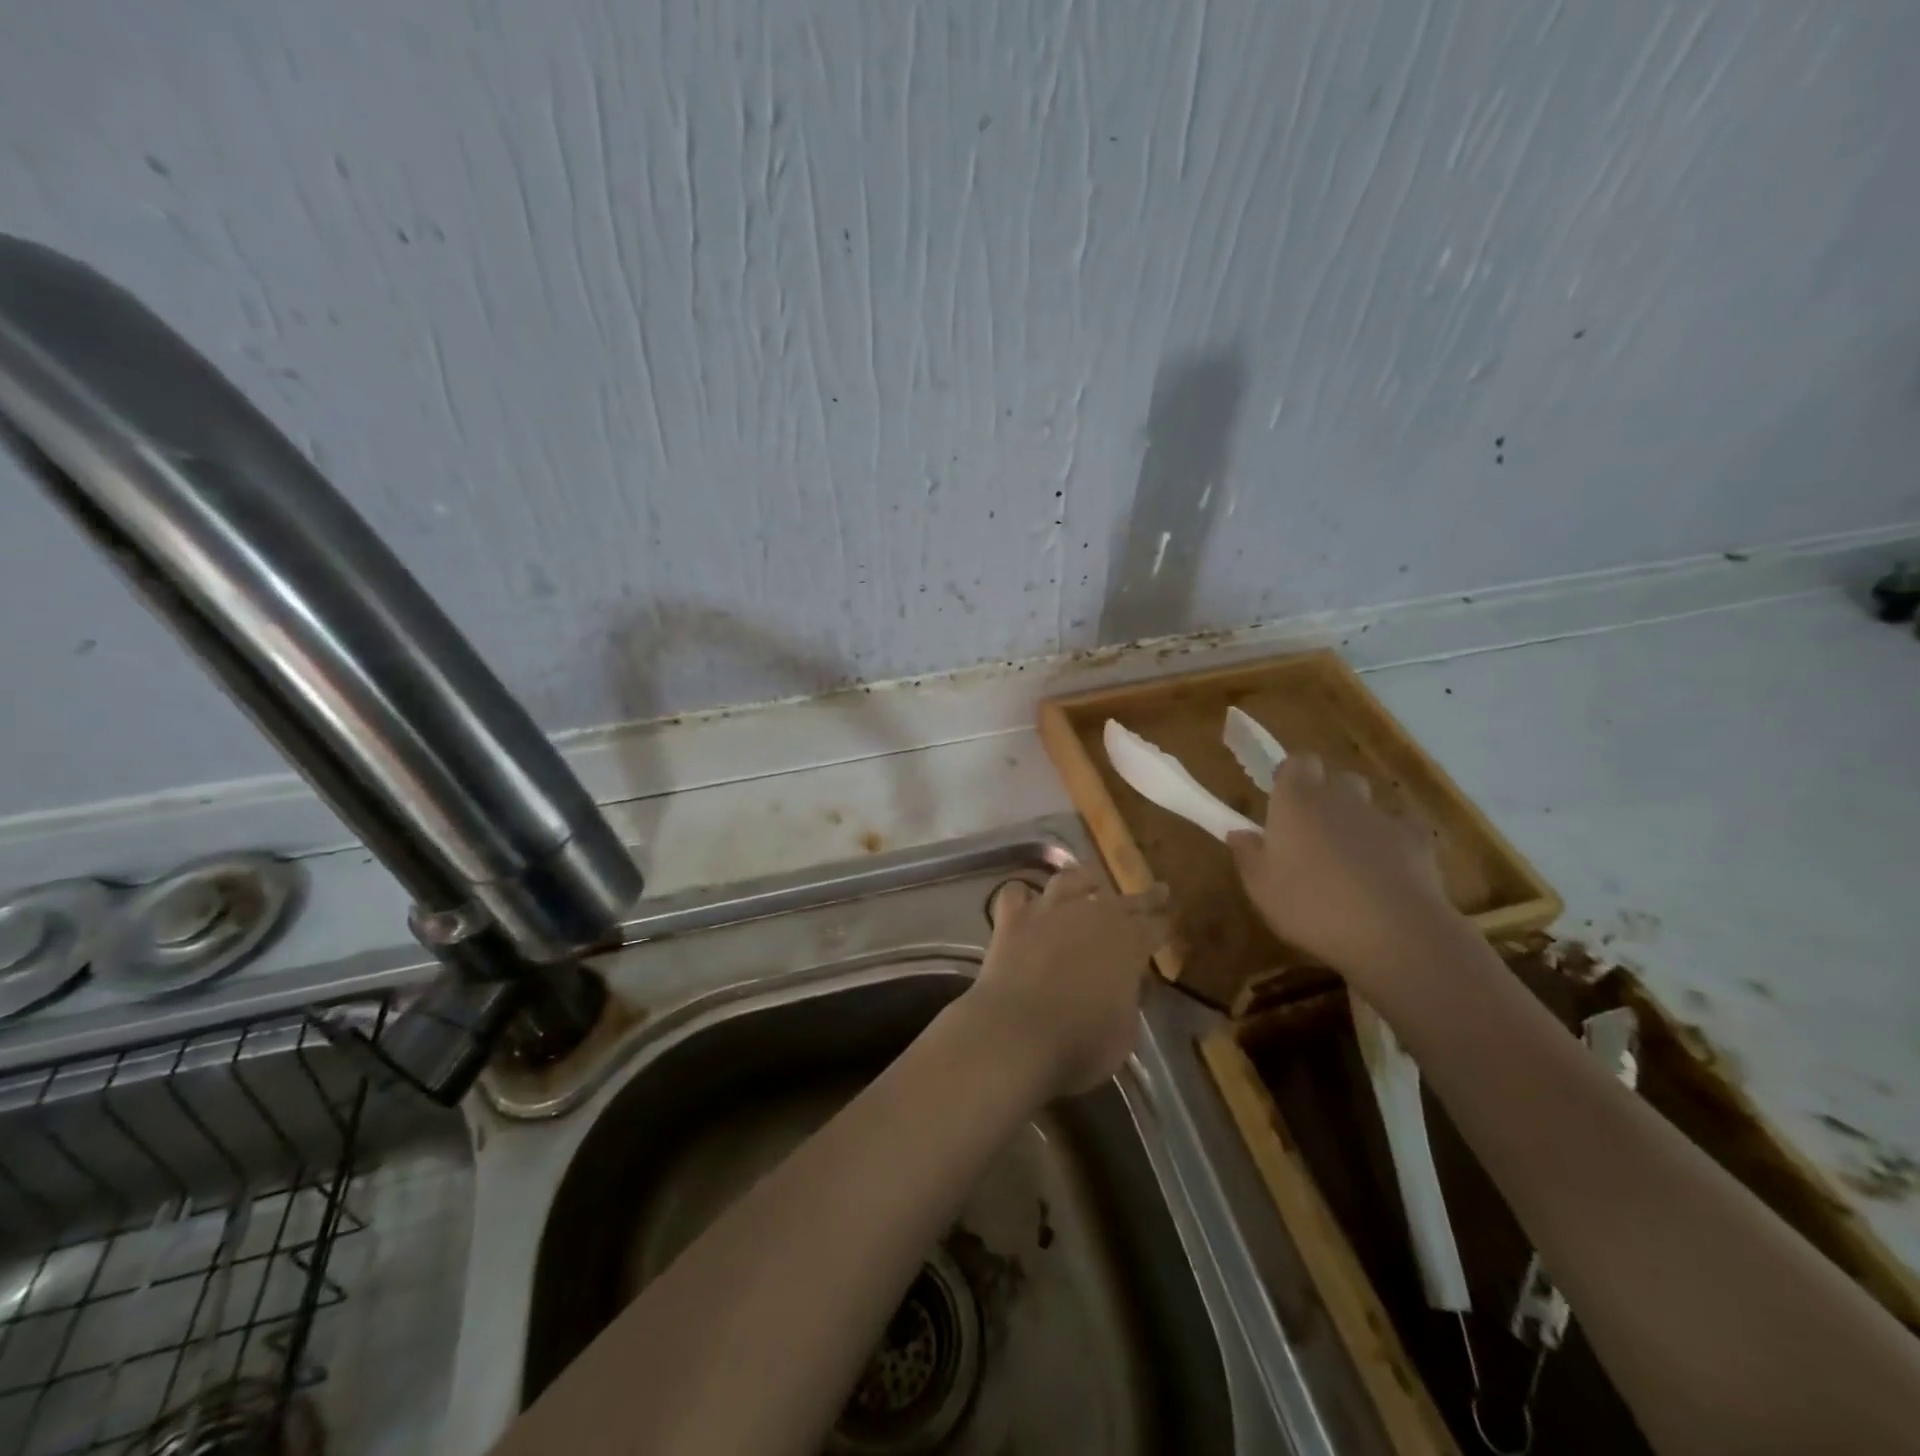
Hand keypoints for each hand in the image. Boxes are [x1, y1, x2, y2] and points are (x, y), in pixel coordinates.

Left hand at [962, 866, 1170, 1099]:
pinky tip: (1025, 898)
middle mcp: (1091, 916)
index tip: (1168, 919)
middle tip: (1155, 890)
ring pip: (1069, 880)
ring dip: (1083, 879)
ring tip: (1089, 880)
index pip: (1154, 927)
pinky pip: (1016, 894)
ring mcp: (1048, 912)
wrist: (1016, 1034)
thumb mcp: (1124, 1032)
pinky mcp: (1011, 920)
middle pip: (1122, 900)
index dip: (1162, 924)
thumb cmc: (1080, 1043)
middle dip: (1142, 898)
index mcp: (1128, 944)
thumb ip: (1129, 1000)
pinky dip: (1022, 895)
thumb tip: (1129, 984)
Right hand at [1227, 753, 1460, 980]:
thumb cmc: (1312, 906)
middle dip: (1328, 796)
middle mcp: (1340, 797)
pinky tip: (1389, 870)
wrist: (1394, 932)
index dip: (1292, 775)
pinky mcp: (1419, 840)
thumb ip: (1247, 855)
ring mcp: (1383, 816)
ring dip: (1359, 820)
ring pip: (1369, 804)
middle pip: (1337, 779)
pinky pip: (1403, 829)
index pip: (1298, 761)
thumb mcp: (1261, 888)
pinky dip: (1395, 842)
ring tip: (1352, 856)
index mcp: (1296, 801)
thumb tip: (1239, 833)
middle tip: (1314, 832)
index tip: (1283, 799)